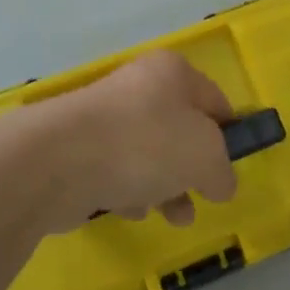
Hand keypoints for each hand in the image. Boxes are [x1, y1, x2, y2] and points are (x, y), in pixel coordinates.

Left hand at [37, 51, 238, 232]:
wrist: (58, 161)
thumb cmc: (146, 144)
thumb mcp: (206, 157)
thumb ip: (223, 171)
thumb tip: (220, 184)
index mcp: (173, 73)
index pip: (215, 101)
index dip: (230, 135)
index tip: (231, 169)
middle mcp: (138, 87)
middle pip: (180, 131)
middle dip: (193, 170)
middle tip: (202, 198)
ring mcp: (104, 117)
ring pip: (148, 155)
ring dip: (164, 187)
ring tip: (171, 216)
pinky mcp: (78, 149)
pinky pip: (116, 171)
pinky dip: (127, 191)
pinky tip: (127, 209)